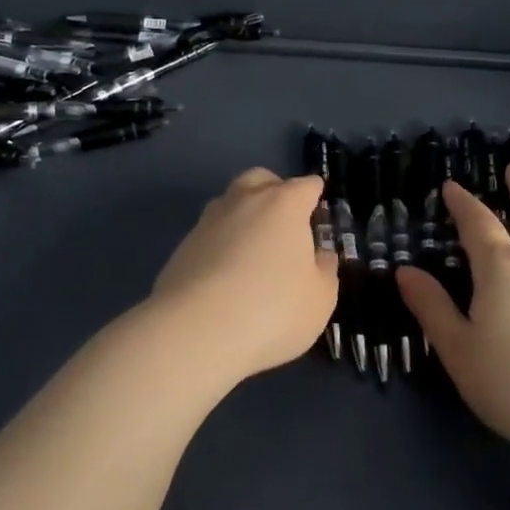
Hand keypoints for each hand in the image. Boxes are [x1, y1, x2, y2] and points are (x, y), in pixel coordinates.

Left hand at [145, 168, 338, 384]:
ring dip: (244, 215)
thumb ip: (324, 270)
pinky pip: (210, 233)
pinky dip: (221, 243)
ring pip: (231, 202)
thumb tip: (320, 255)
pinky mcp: (184, 244)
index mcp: (284, 204)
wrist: (197, 329)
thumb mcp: (320, 299)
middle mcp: (245, 200)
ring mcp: (209, 219)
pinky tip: (225, 273)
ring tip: (253, 250)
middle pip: (261, 179)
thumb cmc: (273, 309)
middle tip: (284, 222)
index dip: (315, 195)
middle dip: (274, 190)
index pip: (306, 185)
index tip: (318, 209)